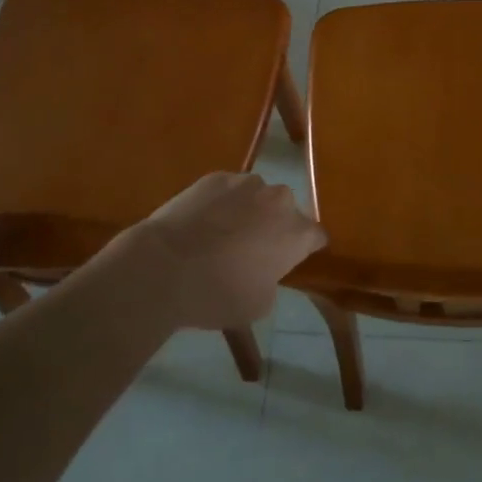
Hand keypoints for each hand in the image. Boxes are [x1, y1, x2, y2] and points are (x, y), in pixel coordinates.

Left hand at [116, 172, 326, 328]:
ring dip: (249, 211)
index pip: (316, 236)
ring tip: (221, 234)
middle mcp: (280, 199)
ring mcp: (247, 183)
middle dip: (275, 226)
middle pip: (286, 211)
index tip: (289, 260)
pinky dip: (221, 203)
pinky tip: (201, 224)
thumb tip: (264, 269)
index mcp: (297, 232)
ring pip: (257, 197)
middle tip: (252, 250)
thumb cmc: (218, 294)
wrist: (165, 267)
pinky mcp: (216, 177)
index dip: (304, 248)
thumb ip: (273, 280)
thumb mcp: (259, 304)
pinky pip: (228, 191)